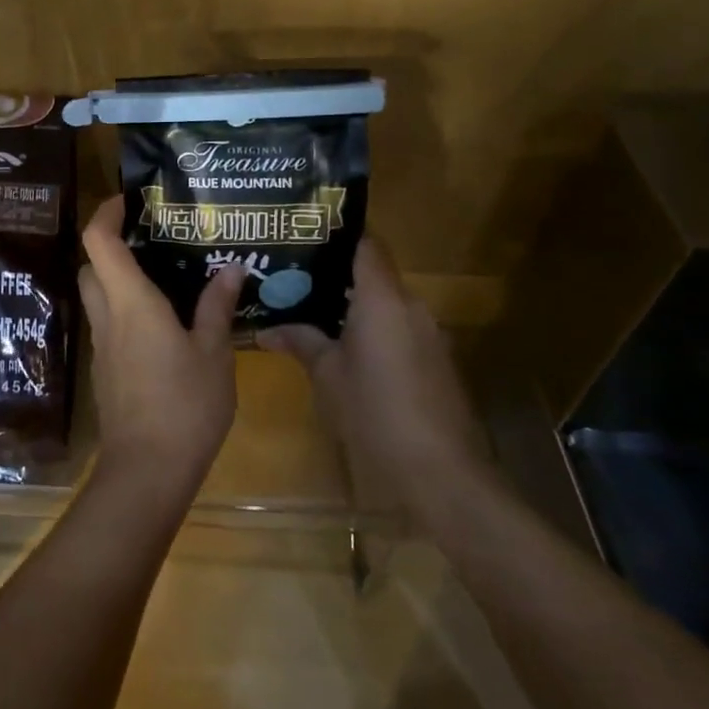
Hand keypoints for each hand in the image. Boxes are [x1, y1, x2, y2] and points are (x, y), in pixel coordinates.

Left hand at [77, 195, 244, 514]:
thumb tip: (230, 268)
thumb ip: (217, 308)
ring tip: (164, 278)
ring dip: (118, 280)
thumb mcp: (214, 354)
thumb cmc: (185, 405)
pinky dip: (125, 312)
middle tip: (152, 241)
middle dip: (111, 246)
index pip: (99, 241)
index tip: (128, 200)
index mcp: (131, 302)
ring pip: (98, 297)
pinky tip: (162, 325)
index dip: (106, 212)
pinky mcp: (105, 371)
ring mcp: (102, 346)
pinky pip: (109, 326)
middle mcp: (108, 317)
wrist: (147, 471)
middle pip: (91, 266)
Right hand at [258, 237, 487, 527]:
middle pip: (374, 275)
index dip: (338, 235)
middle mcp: (411, 307)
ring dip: (355, 308)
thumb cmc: (374, 413)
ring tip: (313, 313)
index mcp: (382, 299)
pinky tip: (347, 351)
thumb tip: (267, 329)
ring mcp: (429, 336)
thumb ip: (301, 342)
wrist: (441, 474)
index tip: (305, 235)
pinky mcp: (437, 363)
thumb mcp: (327, 376)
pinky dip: (374, 332)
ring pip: (387, 306)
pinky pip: (399, 331)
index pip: (366, 245)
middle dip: (336, 276)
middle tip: (295, 279)